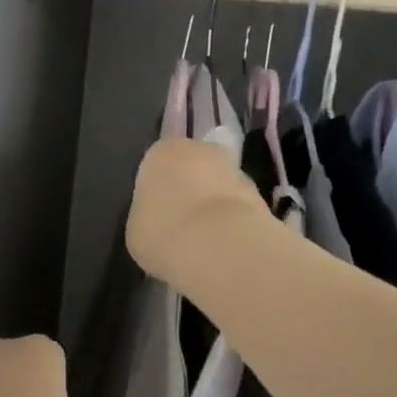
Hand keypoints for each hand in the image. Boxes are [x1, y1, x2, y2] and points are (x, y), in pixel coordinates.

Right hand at [126, 137, 269, 288]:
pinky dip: (233, 223)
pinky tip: (225, 248)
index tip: (157, 216)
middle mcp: (199, 149)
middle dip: (189, 191)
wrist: (218, 245)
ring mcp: (234, 169)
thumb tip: (159, 220)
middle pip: (192, 168)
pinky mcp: (260, 194)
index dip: (157, 191)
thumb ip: (147, 216)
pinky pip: (238, 207)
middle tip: (181, 225)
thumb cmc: (163, 232)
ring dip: (214, 206)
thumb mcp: (136, 229)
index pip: (156, 165)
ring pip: (219, 186)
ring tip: (205, 242)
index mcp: (161, 152)